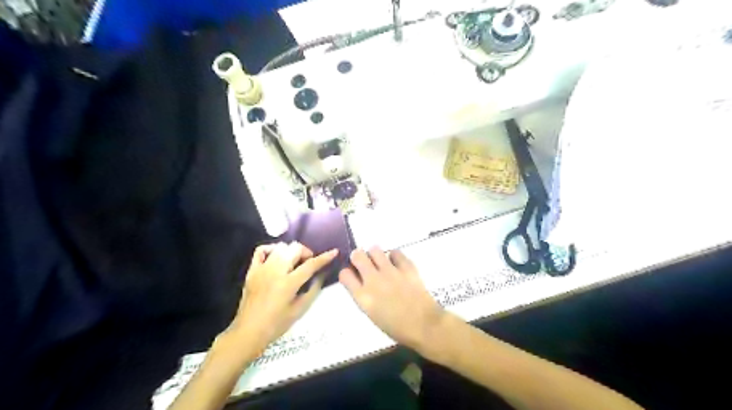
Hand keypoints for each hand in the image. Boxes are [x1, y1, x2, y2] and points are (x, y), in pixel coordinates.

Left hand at [225, 241, 338, 352]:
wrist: (248, 331)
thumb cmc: (276, 324)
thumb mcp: (300, 310)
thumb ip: (313, 289)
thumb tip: (322, 274)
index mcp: (288, 283)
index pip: (310, 265)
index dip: (324, 257)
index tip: (334, 252)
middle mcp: (275, 272)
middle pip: (295, 249)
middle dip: (306, 252)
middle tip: (308, 263)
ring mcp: (262, 269)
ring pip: (280, 246)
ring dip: (291, 251)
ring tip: (294, 262)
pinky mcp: (252, 270)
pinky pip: (261, 250)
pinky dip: (271, 249)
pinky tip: (276, 257)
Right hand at [339, 249, 446, 350]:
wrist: (424, 326)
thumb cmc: (397, 328)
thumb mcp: (372, 314)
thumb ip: (364, 296)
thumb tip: (362, 282)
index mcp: (363, 297)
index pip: (345, 274)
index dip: (348, 272)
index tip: (353, 274)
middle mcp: (373, 280)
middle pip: (357, 255)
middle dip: (358, 257)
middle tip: (365, 263)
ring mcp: (390, 272)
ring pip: (375, 249)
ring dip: (375, 254)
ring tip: (381, 262)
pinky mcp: (406, 267)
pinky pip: (395, 252)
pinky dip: (394, 256)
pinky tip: (396, 263)